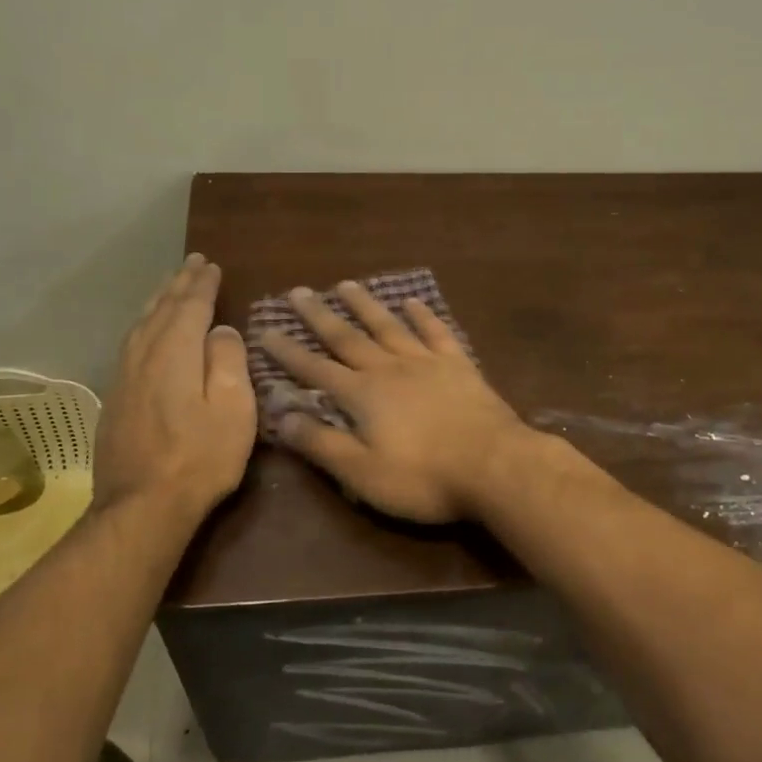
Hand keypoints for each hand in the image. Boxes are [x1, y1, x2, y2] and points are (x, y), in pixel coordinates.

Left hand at [93, 254, 255, 521]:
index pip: (191, 306)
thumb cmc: (199, 457)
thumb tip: (221, 330)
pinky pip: (131, 343)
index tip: (212, 265)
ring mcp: (124, 376)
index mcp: (175, 351)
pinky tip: (147, 331)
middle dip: (179, 284)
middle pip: (162, 308)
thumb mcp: (233, 409)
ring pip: (141, 324)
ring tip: (170, 287)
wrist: (141, 506)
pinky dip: (145, 325)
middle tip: (192, 263)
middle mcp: (144, 354)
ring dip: (158, 300)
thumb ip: (228, 361)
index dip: (203, 284)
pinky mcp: (115, 397)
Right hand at [261, 281, 529, 522]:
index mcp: (363, 395)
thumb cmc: (424, 478)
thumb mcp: (362, 473)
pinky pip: (436, 332)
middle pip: (348, 337)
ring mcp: (427, 362)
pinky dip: (423, 315)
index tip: (266, 330)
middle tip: (299, 291)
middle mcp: (390, 368)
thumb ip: (321, 443)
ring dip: (365, 305)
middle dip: (320, 316)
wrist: (495, 466)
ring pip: (388, 326)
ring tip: (346, 284)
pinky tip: (412, 301)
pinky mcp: (459, 365)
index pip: (315, 369)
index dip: (288, 352)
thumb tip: (281, 417)